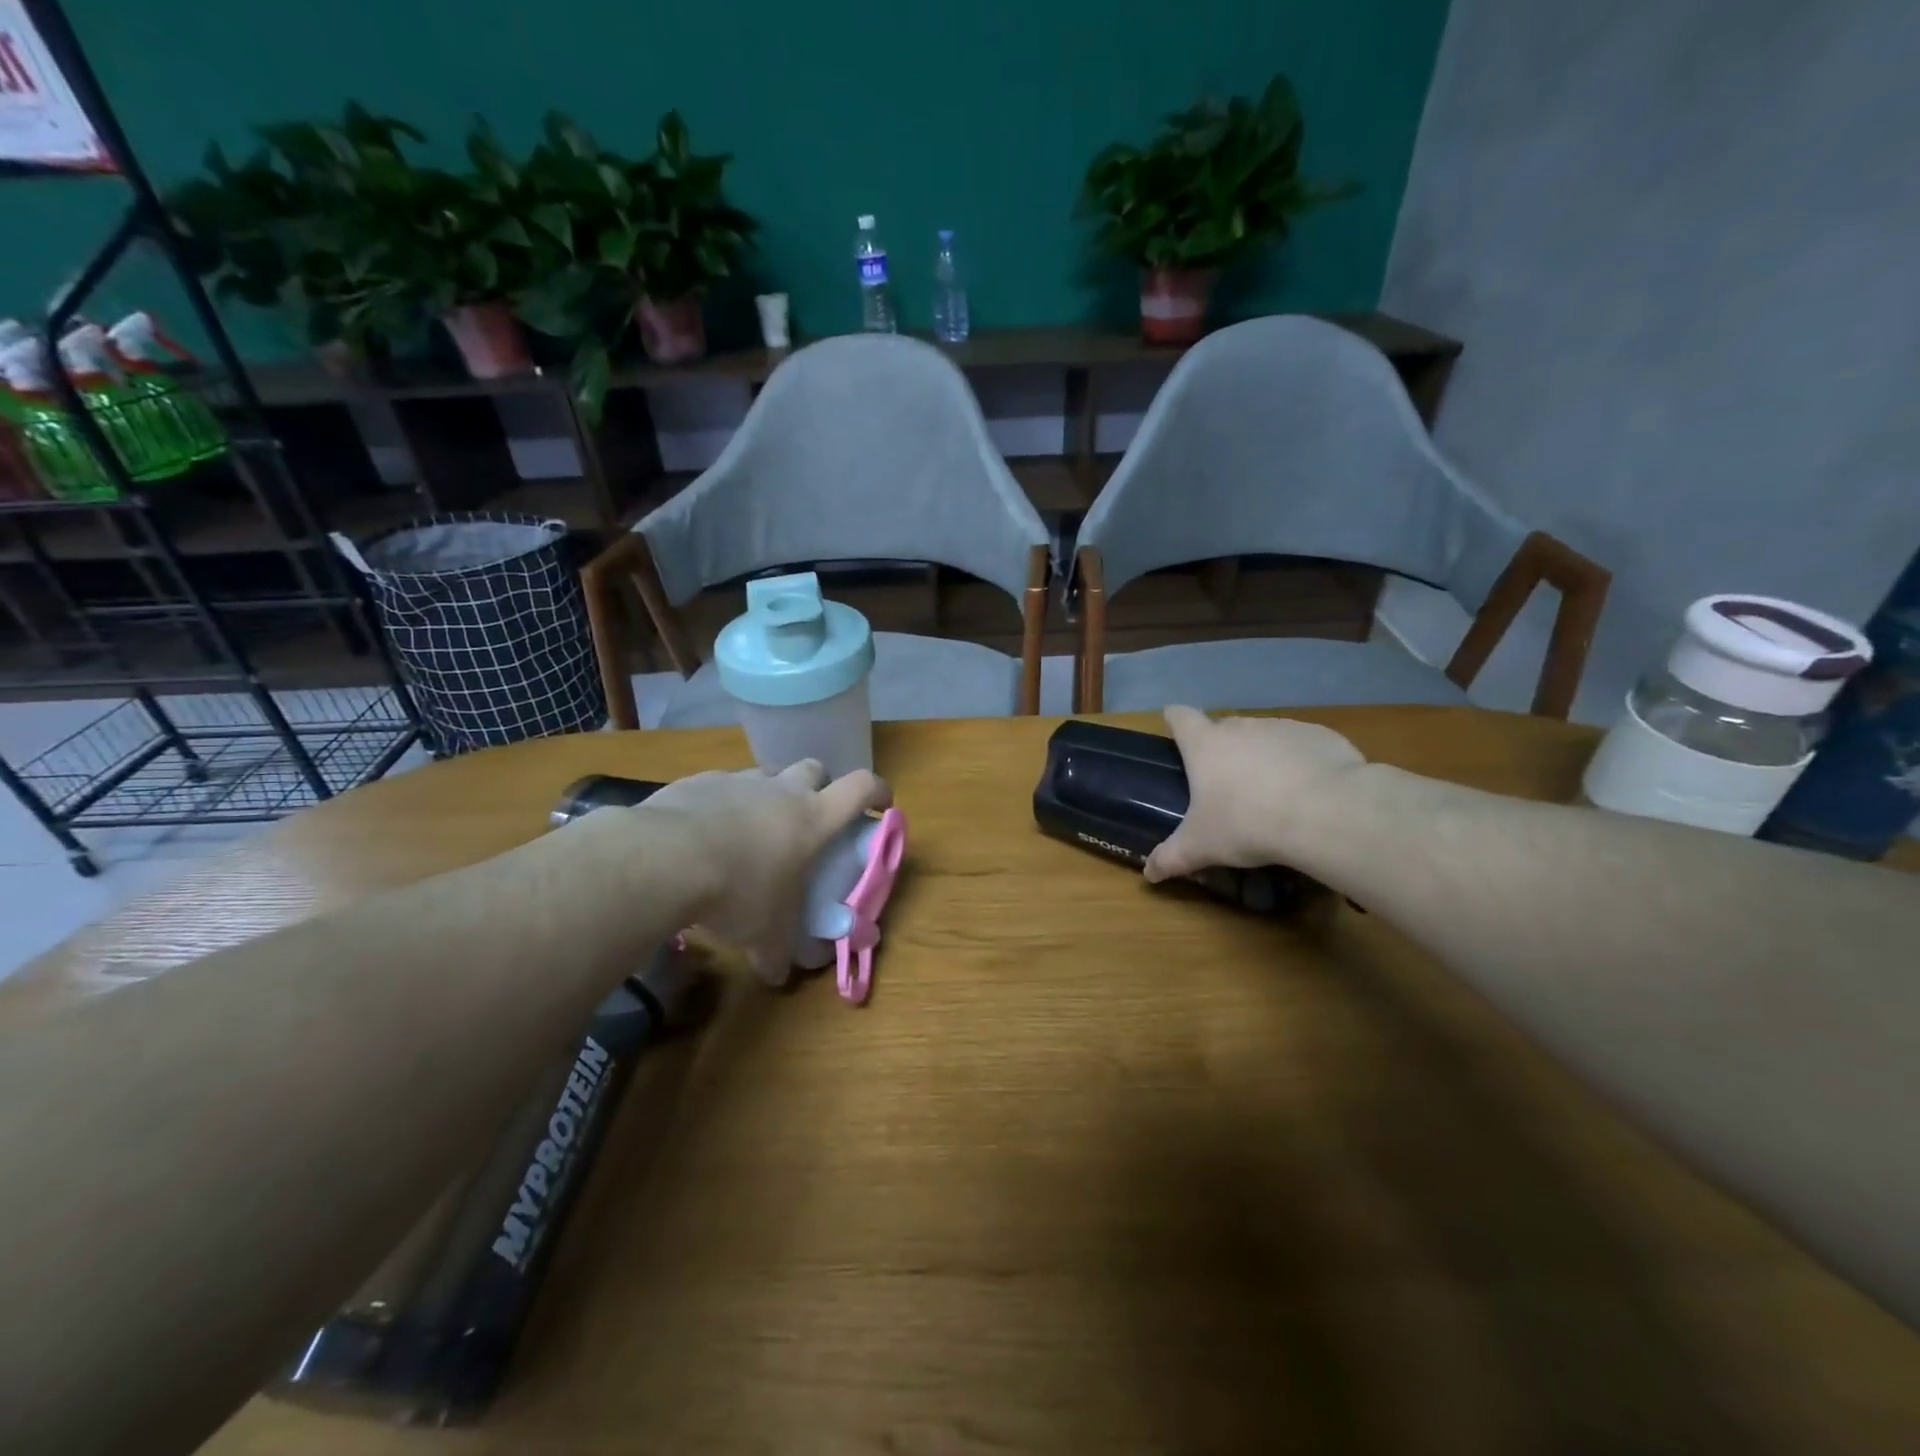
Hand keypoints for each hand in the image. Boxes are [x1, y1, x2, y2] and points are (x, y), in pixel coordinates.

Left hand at [645, 761, 891, 984]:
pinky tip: (704, 832)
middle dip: (818, 786)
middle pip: (815, 768)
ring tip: (752, 828)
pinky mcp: (699, 781)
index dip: (877, 791)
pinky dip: (722, 802)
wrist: (664, 859)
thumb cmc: (737, 893)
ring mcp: (738, 781)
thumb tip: (779, 974)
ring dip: (768, 794)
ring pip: (766, 774)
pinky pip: (720, 785)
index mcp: (812, 819)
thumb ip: (779, 952)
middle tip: (808, 817)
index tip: (881, 803)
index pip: (861, 788)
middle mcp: (781, 791)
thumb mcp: (765, 934)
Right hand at [1144, 706, 1364, 882]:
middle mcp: (1241, 726)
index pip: (1180, 717)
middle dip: (1222, 750)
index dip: (1175, 721)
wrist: (1325, 813)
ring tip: (1272, 795)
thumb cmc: (1247, 823)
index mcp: (1205, 744)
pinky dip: (1300, 763)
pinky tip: (1310, 793)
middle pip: (1223, 728)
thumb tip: (1148, 873)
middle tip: (1227, 786)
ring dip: (1262, 757)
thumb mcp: (1201, 847)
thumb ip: (1170, 858)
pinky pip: (1302, 746)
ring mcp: (1283, 727)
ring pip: (1264, 737)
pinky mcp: (1321, 736)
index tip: (1175, 731)